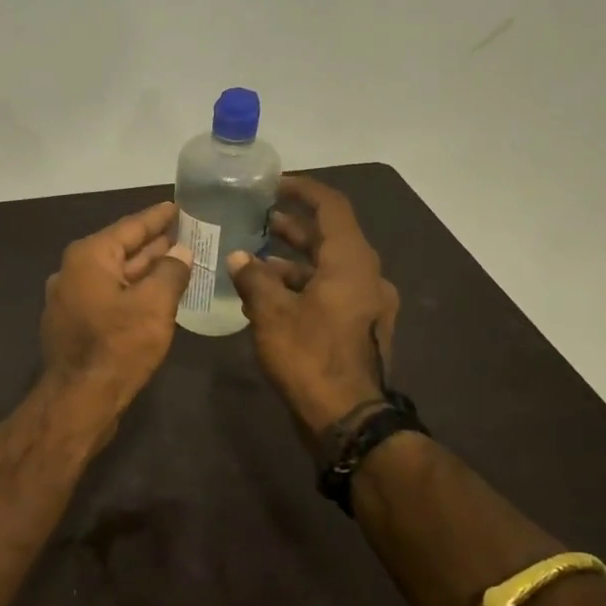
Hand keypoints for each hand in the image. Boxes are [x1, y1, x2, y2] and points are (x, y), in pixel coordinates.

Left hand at [41, 200, 192, 411]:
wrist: (79, 400)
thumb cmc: (118, 346)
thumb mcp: (154, 305)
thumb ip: (171, 272)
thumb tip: (181, 253)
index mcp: (89, 257)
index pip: (130, 227)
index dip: (157, 217)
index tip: (178, 206)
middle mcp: (73, 271)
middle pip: (121, 250)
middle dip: (154, 243)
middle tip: (187, 233)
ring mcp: (71, 298)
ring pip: (116, 275)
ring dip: (146, 269)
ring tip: (178, 259)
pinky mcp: (75, 323)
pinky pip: (109, 296)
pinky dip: (133, 291)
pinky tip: (156, 294)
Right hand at [227, 175, 400, 440]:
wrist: (350, 419)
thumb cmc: (311, 357)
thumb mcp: (272, 314)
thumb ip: (254, 279)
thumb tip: (239, 259)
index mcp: (352, 262)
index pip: (332, 207)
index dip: (303, 190)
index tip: (273, 185)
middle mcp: (366, 276)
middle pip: (329, 238)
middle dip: (292, 227)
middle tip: (257, 219)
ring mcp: (367, 304)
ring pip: (327, 269)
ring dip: (291, 263)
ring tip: (252, 263)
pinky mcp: (360, 328)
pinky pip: (330, 293)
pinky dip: (301, 288)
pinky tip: (267, 300)